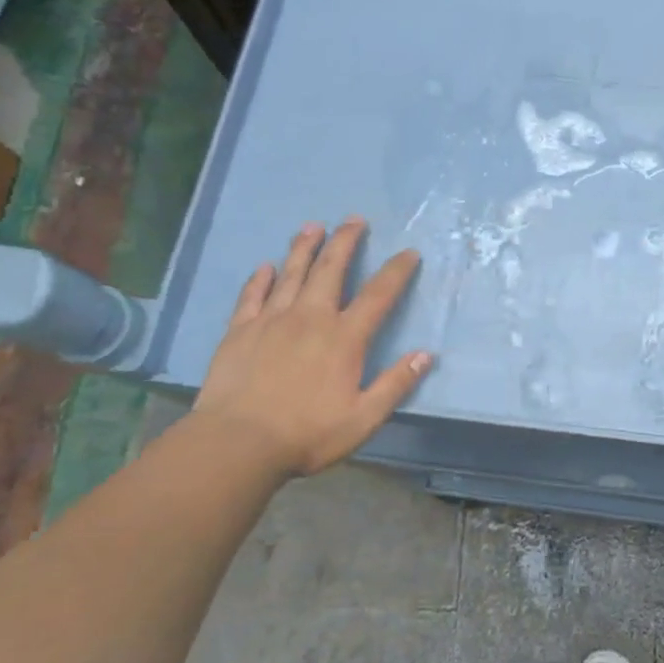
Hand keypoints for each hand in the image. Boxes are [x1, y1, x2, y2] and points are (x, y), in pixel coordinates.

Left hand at [193, 218, 432, 477]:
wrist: (238, 443)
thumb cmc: (307, 434)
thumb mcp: (363, 418)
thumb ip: (395, 384)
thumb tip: (426, 355)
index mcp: (344, 338)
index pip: (378, 295)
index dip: (396, 271)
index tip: (408, 253)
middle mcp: (310, 318)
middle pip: (331, 270)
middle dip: (346, 242)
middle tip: (354, 219)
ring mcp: (272, 321)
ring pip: (291, 273)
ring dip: (305, 248)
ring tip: (313, 226)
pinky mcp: (240, 331)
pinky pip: (252, 296)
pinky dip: (260, 279)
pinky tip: (265, 266)